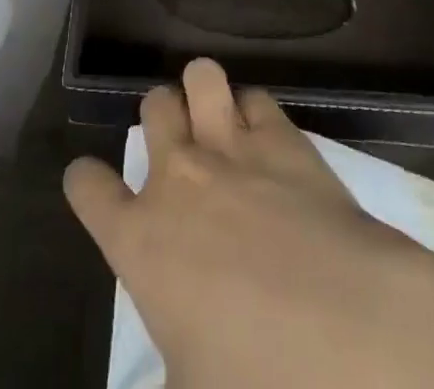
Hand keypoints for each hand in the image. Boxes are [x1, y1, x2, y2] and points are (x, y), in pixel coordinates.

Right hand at [63, 60, 433, 388]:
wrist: (347, 336)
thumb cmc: (255, 382)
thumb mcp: (190, 388)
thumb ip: (170, 364)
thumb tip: (178, 365)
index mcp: (140, 240)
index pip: (88, 188)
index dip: (86, 182)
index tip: (90, 183)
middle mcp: (179, 177)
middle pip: (153, 106)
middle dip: (159, 116)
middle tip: (176, 143)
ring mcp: (232, 147)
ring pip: (201, 76)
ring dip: (204, 93)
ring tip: (216, 118)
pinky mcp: (284, 138)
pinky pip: (257, 97)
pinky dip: (255, 112)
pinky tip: (266, 135)